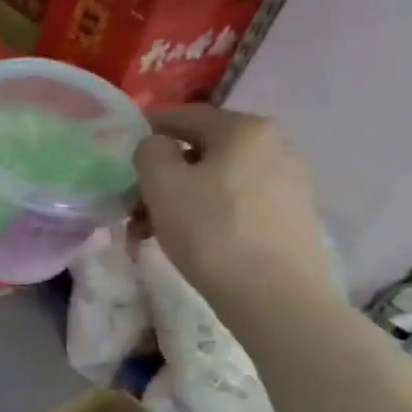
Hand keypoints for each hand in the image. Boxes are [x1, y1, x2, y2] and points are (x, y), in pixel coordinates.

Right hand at [134, 106, 332, 323]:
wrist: (275, 295)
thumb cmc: (210, 230)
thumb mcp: (162, 184)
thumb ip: (149, 152)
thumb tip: (156, 146)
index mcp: (244, 129)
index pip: (184, 116)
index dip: (147, 131)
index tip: (120, 156)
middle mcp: (274, 146)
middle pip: (200, 152)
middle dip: (160, 177)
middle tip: (131, 208)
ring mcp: (287, 182)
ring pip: (215, 181)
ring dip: (177, 201)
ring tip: (150, 234)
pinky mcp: (290, 216)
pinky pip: (234, 204)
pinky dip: (204, 215)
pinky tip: (187, 242)